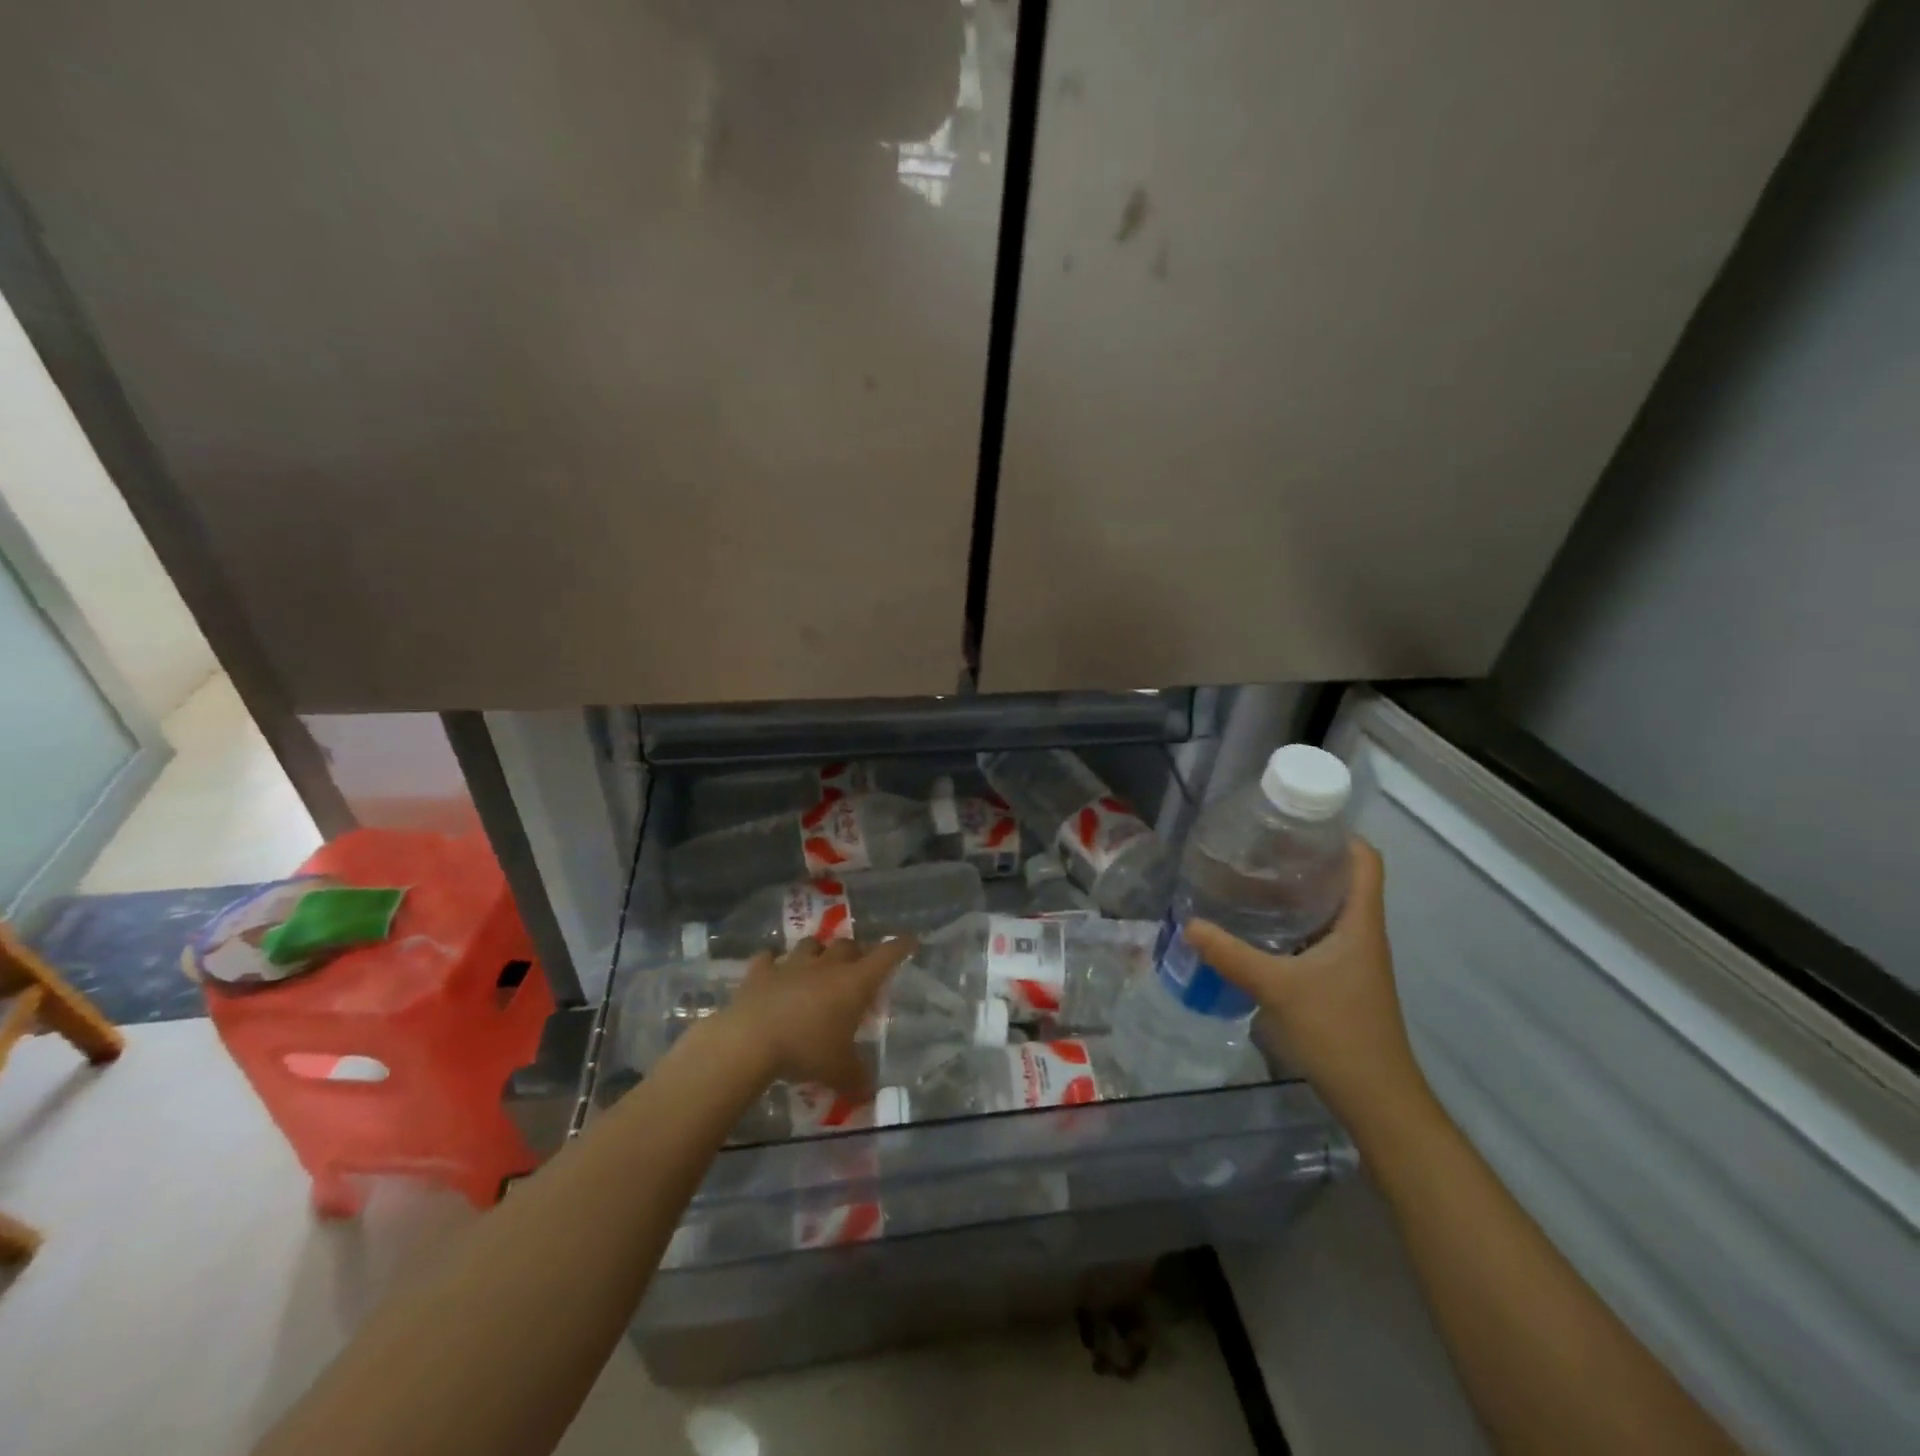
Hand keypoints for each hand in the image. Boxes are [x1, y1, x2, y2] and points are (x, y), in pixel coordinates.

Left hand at [722, 936, 914, 1099]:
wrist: (750, 1040)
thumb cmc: (806, 1050)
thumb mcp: (839, 1072)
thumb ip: (858, 1080)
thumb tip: (870, 1093)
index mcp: (854, 983)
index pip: (886, 956)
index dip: (900, 946)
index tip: (910, 941)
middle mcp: (827, 965)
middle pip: (848, 945)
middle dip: (857, 952)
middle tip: (858, 968)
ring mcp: (792, 964)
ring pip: (811, 944)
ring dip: (818, 951)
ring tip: (818, 965)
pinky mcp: (760, 971)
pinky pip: (768, 958)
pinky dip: (772, 962)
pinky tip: (773, 970)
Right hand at [1184, 839, 1427, 1134]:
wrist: (1376, 1099)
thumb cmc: (1338, 1032)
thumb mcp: (1277, 987)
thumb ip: (1231, 954)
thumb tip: (1189, 923)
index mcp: (1360, 923)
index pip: (1365, 860)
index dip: (1338, 834)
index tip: (1295, 820)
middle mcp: (1361, 933)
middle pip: (1342, 879)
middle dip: (1304, 858)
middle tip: (1257, 846)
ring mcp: (1352, 958)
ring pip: (1327, 909)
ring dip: (1295, 892)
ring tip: (1249, 878)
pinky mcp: (1339, 980)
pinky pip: (1315, 935)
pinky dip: (1290, 923)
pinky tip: (1256, 927)